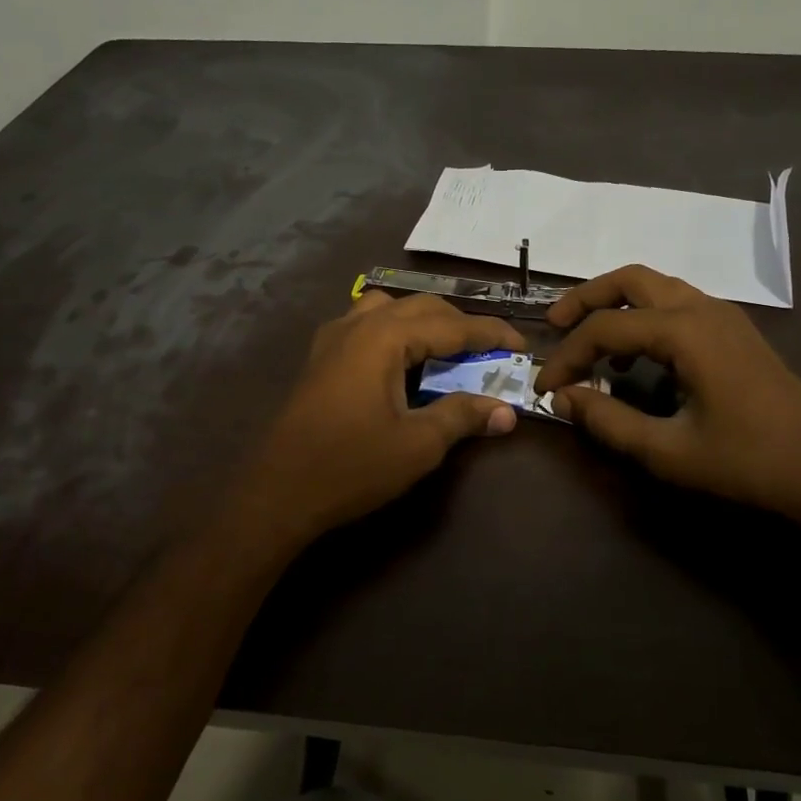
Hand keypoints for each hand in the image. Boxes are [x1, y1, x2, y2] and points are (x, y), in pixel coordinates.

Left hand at [234, 291, 524, 547]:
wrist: (279, 492)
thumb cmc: (352, 466)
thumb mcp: (418, 444)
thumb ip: (463, 417)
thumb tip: (506, 411)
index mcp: (384, 337)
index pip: (450, 325)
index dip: (490, 334)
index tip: (521, 346)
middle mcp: (357, 325)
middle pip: (420, 308)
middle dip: (459, 325)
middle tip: (489, 352)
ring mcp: (332, 338)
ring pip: (388, 309)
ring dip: (422, 323)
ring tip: (443, 351)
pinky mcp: (319, 358)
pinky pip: (364, 325)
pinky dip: (392, 332)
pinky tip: (397, 361)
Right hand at [534, 265, 800, 537]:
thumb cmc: (747, 462)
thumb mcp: (667, 451)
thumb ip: (607, 421)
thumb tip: (563, 399)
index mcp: (684, 331)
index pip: (604, 328)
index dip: (566, 356)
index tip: (544, 388)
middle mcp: (702, 308)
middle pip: (630, 279)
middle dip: (586, 298)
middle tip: (555, 325)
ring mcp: (723, 316)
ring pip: (656, 286)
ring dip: (616, 305)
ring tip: (591, 343)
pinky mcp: (734, 331)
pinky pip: (677, 304)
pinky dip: (645, 317)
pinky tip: (637, 358)